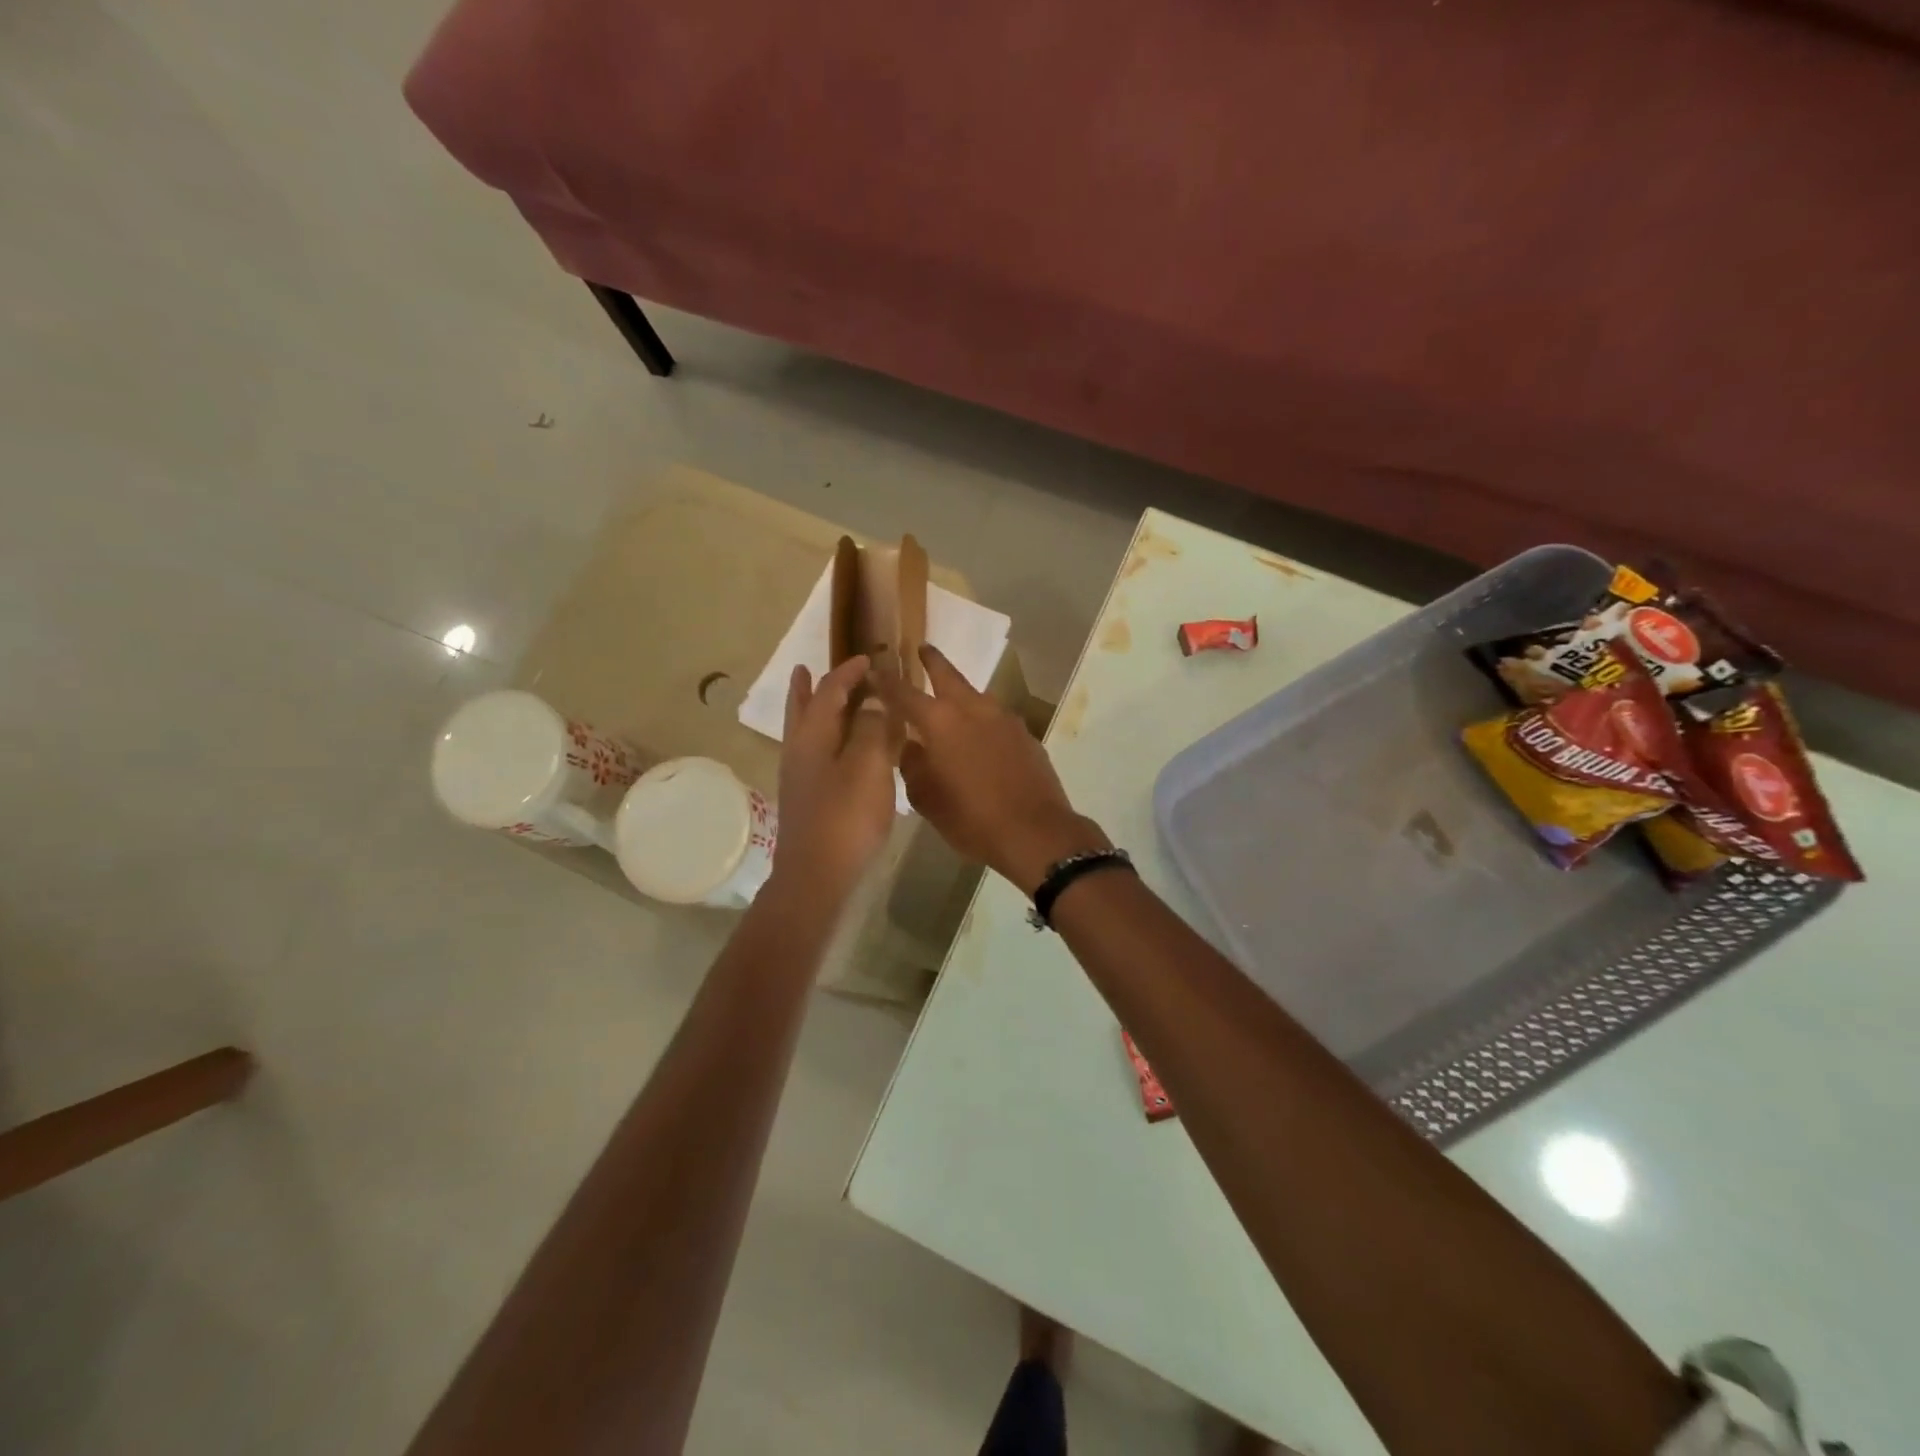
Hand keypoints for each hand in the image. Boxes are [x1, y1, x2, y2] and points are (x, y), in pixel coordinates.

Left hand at [769, 655, 901, 906]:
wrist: (817, 876)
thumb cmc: (845, 818)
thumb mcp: (868, 766)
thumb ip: (872, 728)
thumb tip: (872, 700)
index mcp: (813, 736)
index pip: (830, 692)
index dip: (848, 672)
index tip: (867, 658)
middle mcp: (800, 751)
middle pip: (802, 709)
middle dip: (807, 688)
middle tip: (805, 668)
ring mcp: (800, 778)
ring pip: (804, 732)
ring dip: (810, 711)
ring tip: (813, 697)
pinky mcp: (807, 800)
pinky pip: (815, 754)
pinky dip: (824, 739)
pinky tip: (838, 750)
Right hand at [878, 645, 1108, 892]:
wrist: (1036, 832)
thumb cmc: (972, 818)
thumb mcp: (928, 799)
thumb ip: (913, 766)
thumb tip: (912, 748)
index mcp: (940, 722)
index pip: (904, 693)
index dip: (887, 682)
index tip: (875, 671)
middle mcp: (972, 708)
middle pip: (948, 674)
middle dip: (932, 661)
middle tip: (922, 649)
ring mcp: (1004, 718)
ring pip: (976, 696)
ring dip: (960, 693)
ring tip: (950, 701)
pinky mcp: (1025, 734)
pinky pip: (996, 718)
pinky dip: (982, 720)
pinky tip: (980, 737)